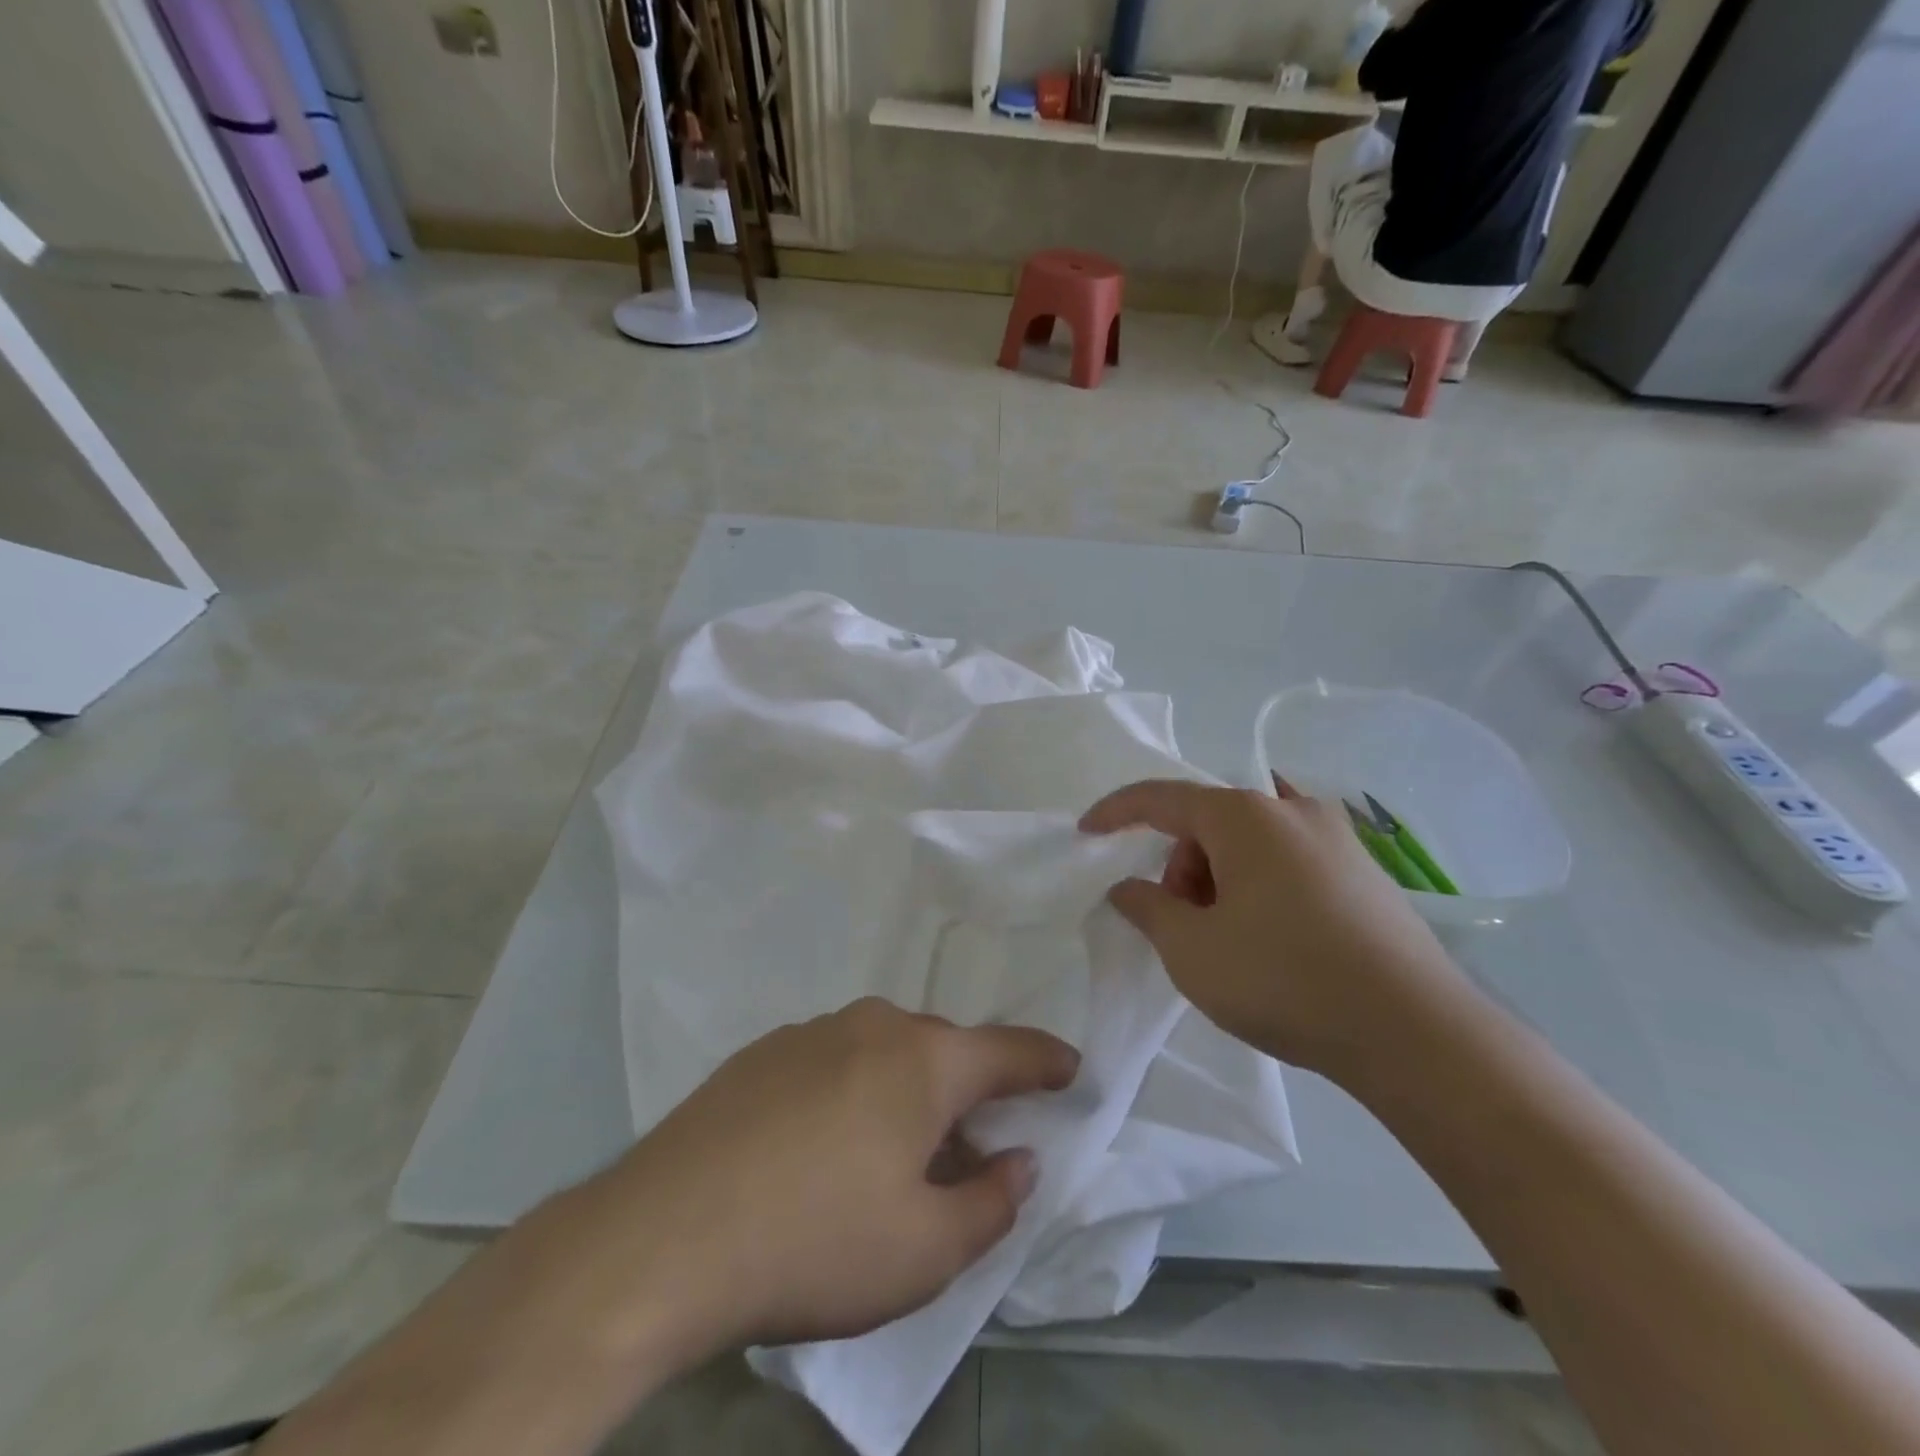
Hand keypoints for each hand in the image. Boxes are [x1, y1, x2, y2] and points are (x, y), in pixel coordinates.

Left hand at [565, 998, 1078, 1357]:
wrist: (664, 1236)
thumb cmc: (816, 1242)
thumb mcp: (925, 1250)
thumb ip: (991, 1201)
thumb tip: (1019, 1159)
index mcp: (924, 1060)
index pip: (1008, 1050)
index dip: (1046, 1060)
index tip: (1071, 1067)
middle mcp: (874, 1025)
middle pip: (944, 1051)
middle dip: (969, 1092)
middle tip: (973, 1147)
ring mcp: (813, 1031)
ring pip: (886, 1053)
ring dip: (907, 1093)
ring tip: (893, 1157)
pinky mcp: (763, 1052)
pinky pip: (835, 1060)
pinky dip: (854, 1092)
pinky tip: (823, 1148)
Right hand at [1080, 779, 1467, 1078]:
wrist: (1415, 1032)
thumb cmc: (1284, 979)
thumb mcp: (1191, 950)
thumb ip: (1148, 909)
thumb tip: (1128, 887)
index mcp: (1245, 816)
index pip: (1161, 798)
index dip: (1116, 812)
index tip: (1087, 832)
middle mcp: (1292, 810)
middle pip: (1209, 822)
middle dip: (1181, 865)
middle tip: (1181, 924)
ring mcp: (1337, 837)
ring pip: (1250, 841)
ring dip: (1219, 877)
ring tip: (1228, 939)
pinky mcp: (1365, 871)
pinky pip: (1288, 859)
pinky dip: (1259, 884)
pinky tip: (1271, 937)